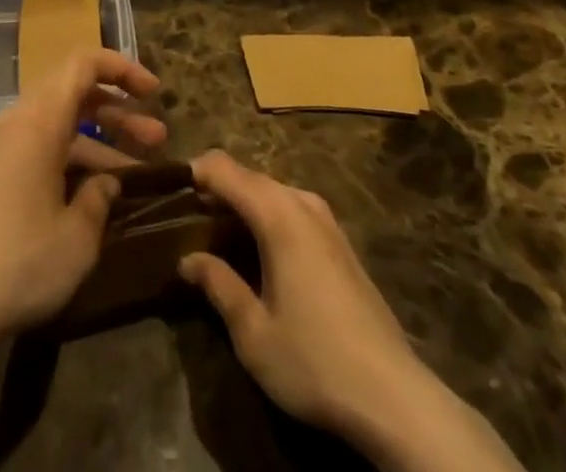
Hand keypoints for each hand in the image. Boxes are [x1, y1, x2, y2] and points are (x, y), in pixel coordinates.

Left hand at [0, 48, 164, 344]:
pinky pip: (35, 149)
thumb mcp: (77, 236)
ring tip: (134, 174)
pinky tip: (88, 196)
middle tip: (158, 138)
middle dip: (118, 112)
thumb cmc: (20, 261)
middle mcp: (15, 122)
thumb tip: (106, 182)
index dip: (122, 69)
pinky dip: (67, 159)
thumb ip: (99, 198)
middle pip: (73, 95)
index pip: (83, 64)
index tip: (155, 92)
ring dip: (97, 142)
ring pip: (56, 127)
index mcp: (38, 119)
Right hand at [178, 152, 425, 456]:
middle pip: (248, 177)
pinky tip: (260, 253)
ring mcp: (327, 220)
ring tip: (218, 237)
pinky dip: (268, 217)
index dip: (193, 173)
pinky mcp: (342, 242)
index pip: (223, 168)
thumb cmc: (314, 360)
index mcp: (276, 213)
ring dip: (243, 204)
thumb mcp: (253, 332)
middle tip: (188, 221)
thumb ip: (218, 285)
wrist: (396, 398)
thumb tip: (187, 259)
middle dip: (216, 190)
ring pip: (272, 192)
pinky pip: (293, 210)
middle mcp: (301, 202)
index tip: (169, 193)